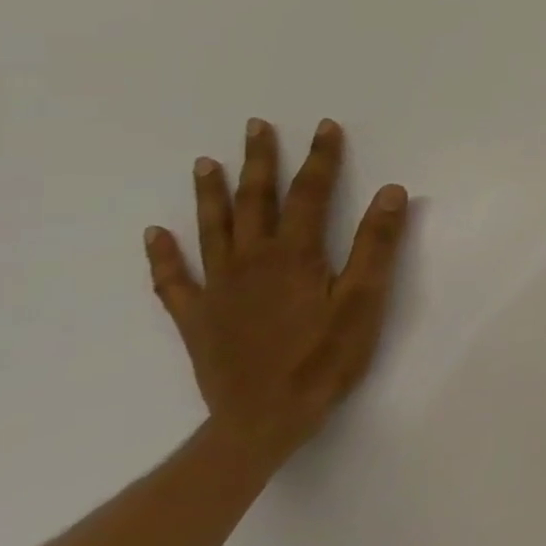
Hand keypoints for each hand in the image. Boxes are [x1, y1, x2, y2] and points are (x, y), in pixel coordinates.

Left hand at [144, 119, 410, 471]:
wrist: (265, 418)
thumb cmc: (325, 357)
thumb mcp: (365, 300)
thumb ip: (376, 245)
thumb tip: (389, 192)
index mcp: (294, 255)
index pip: (309, 194)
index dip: (320, 159)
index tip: (326, 127)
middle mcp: (250, 262)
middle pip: (255, 202)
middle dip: (260, 162)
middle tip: (255, 127)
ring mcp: (218, 289)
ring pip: (212, 230)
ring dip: (210, 195)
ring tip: (206, 163)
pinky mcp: (198, 318)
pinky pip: (174, 279)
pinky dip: (164, 255)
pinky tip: (155, 235)